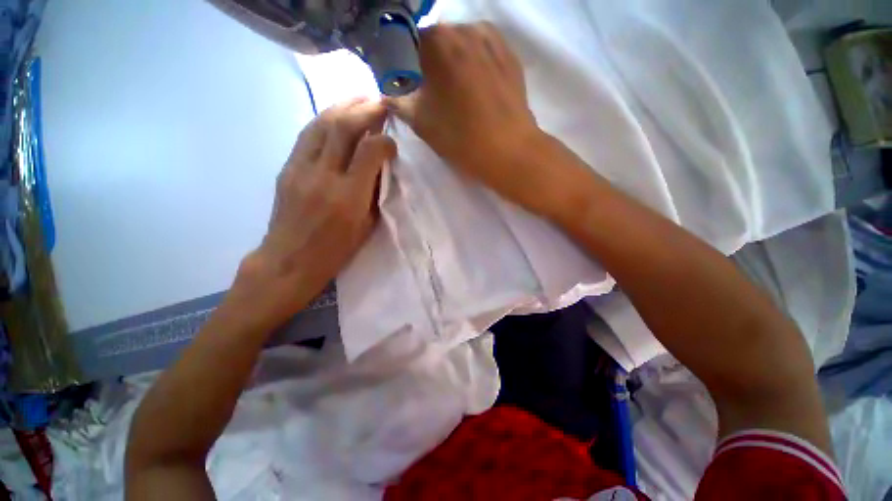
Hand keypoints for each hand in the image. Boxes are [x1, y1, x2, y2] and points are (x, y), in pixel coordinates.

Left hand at [231, 98, 395, 329]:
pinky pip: (307, 135)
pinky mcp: (287, 167)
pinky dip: (325, 119)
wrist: (289, 260)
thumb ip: (375, 194)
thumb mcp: (366, 227)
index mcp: (349, 197)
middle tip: (381, 102)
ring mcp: (300, 168)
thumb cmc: (335, 250)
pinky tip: (337, 115)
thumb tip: (381, 167)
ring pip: (322, 124)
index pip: (370, 152)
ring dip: (344, 106)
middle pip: (344, 128)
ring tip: (360, 98)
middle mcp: (324, 176)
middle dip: (365, 109)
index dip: (385, 140)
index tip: (393, 141)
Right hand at [386, 23, 555, 214]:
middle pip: (436, 41)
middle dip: (429, 63)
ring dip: (453, 62)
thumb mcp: (421, 122)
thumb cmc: (461, 137)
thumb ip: (398, 102)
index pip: (407, 43)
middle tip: (433, 91)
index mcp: (436, 41)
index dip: (405, 65)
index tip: (408, 85)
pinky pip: (483, 51)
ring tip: (457, 91)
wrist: (509, 150)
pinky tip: (477, 87)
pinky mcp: (510, 53)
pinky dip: (474, 63)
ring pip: (461, 44)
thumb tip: (388, 94)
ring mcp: (491, 38)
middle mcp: (463, 28)